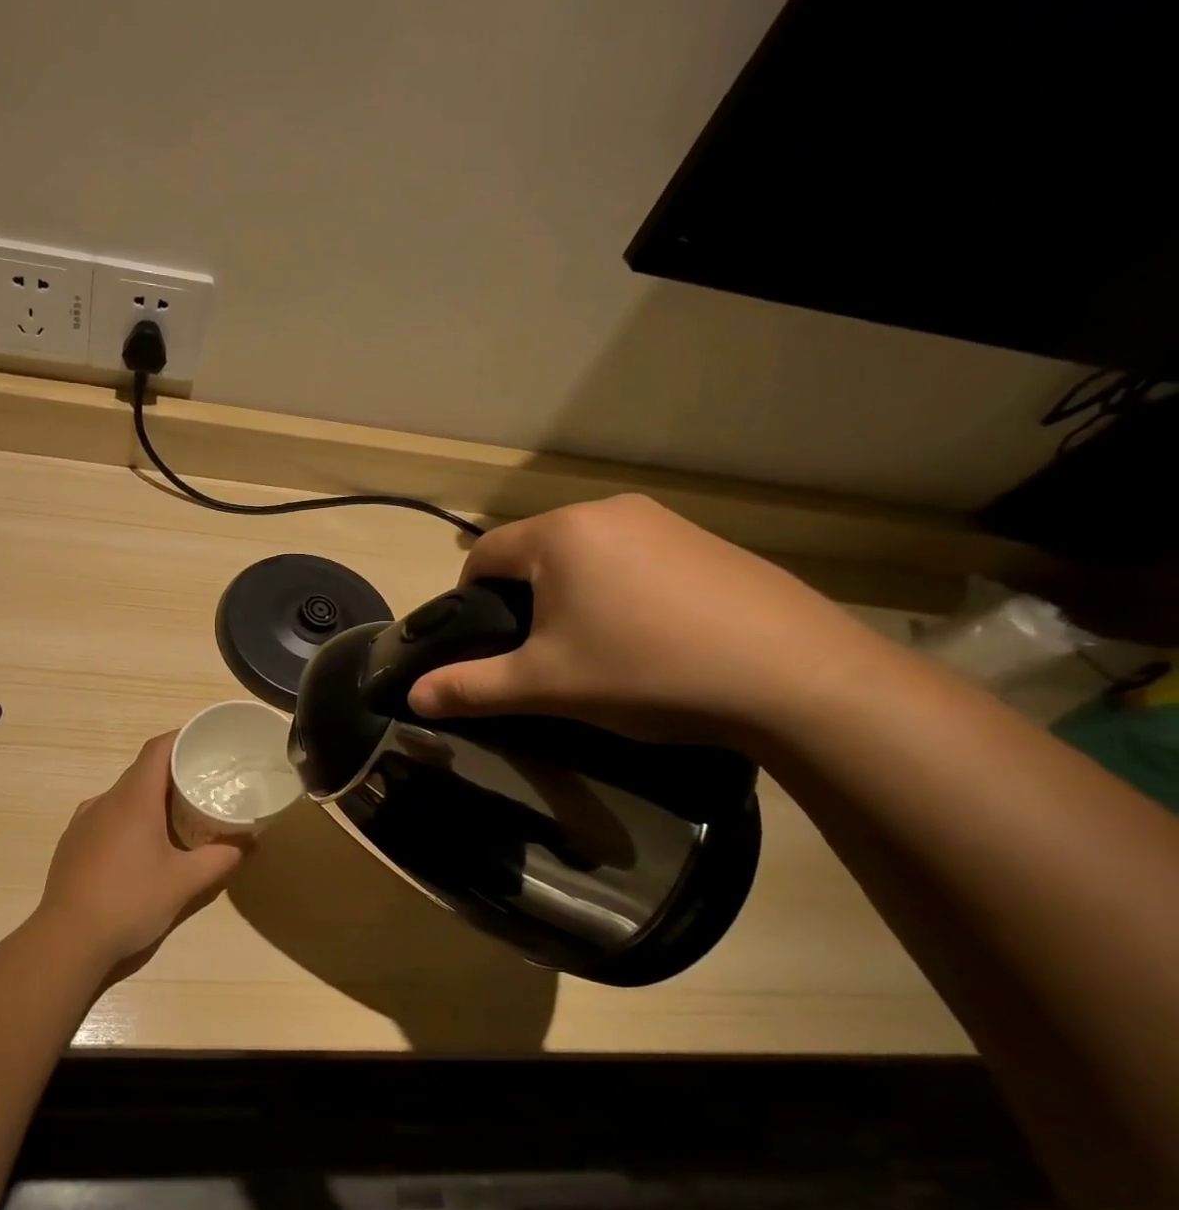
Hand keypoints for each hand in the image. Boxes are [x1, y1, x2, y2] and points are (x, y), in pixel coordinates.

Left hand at [37, 732, 244, 969]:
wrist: (67, 940)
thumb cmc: (130, 901)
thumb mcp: (185, 883)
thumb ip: (221, 858)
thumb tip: (249, 841)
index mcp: (133, 799)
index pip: (158, 748)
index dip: (183, 739)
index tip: (208, 743)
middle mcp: (105, 800)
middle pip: (142, 771)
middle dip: (174, 772)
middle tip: (204, 785)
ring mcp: (83, 821)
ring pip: (124, 796)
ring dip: (151, 798)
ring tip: (177, 818)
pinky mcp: (72, 842)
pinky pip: (107, 817)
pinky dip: (129, 819)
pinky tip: (141, 848)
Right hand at [405, 495, 886, 740]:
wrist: (795, 678)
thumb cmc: (645, 671)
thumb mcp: (545, 685)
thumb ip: (472, 688)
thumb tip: (413, 698)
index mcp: (560, 534)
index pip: (484, 554)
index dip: (468, 598)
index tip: (482, 643)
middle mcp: (608, 511)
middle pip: (535, 551)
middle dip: (523, 599)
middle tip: (537, 654)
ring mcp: (665, 522)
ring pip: (587, 555)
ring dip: (572, 594)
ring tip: (594, 649)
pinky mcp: (708, 543)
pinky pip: (635, 560)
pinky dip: (621, 592)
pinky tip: (649, 638)